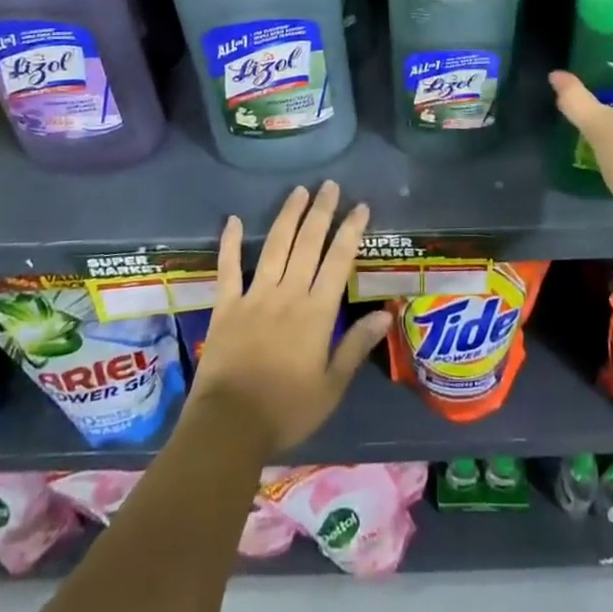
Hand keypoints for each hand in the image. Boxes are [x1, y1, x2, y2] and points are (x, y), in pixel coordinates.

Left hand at [188, 181, 390, 459]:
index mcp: (316, 312)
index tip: (361, 207)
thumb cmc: (287, 410)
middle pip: (308, 243)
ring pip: (275, 246)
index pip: (339, 261)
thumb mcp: (331, 386)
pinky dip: (230, 243)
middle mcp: (288, 294)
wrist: (229, 426)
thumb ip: (356, 346)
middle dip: (321, 212)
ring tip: (299, 191)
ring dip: (288, 216)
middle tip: (330, 185)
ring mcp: (255, 296)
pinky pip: (228, 268)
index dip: (351, 231)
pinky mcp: (226, 306)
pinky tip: (232, 220)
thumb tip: (385, 313)